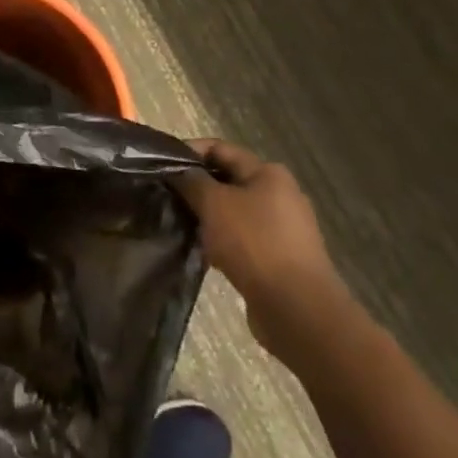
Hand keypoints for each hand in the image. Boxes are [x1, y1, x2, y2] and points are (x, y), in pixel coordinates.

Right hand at [173, 139, 348, 355]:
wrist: (296, 308)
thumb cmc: (254, 243)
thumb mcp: (213, 203)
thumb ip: (191, 181)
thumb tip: (177, 171)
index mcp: (268, 173)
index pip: (220, 149)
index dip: (188, 152)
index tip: (161, 165)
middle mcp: (280, 195)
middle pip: (228, 180)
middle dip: (197, 187)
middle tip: (167, 196)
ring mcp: (283, 229)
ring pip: (234, 212)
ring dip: (208, 217)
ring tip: (180, 224)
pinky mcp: (281, 258)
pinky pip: (243, 239)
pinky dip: (222, 241)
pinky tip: (203, 252)